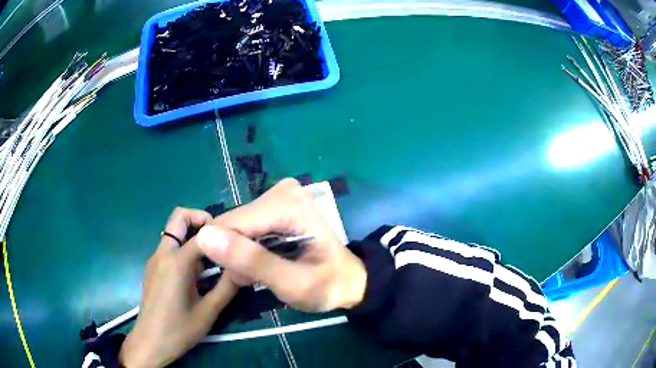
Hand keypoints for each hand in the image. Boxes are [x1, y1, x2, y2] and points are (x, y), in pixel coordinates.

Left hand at [119, 207, 238, 367]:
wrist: (150, 342)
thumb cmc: (179, 329)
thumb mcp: (209, 311)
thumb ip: (227, 286)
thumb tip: (244, 266)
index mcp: (176, 261)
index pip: (204, 233)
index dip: (224, 232)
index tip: (239, 238)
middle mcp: (163, 253)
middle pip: (179, 217)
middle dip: (201, 219)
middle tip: (221, 239)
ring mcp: (155, 259)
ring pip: (174, 233)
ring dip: (193, 238)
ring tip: (212, 264)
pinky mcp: (153, 267)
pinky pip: (170, 248)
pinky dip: (185, 250)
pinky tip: (196, 277)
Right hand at [196, 178, 366, 311]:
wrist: (348, 280)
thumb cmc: (326, 285)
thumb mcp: (291, 283)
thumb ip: (251, 261)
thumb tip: (205, 237)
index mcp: (287, 204)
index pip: (231, 224)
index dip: (225, 254)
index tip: (240, 278)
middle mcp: (280, 191)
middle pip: (233, 224)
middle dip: (236, 255)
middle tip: (254, 279)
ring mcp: (277, 196)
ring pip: (236, 227)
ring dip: (241, 255)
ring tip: (262, 274)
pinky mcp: (273, 205)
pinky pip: (244, 228)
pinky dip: (248, 249)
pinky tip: (264, 262)